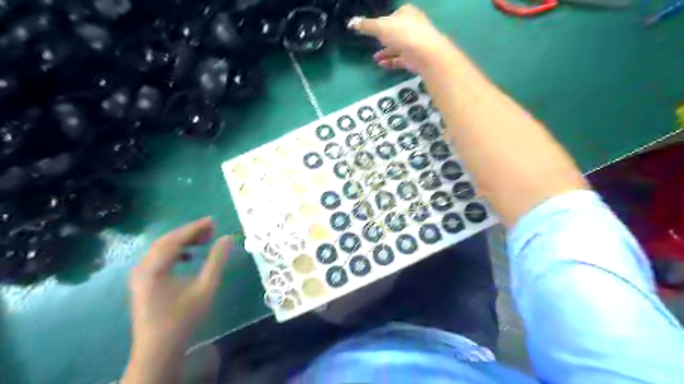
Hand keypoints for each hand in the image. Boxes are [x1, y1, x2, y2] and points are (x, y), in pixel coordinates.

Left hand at [124, 218, 234, 382]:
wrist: (159, 348)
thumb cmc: (184, 317)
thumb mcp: (206, 287)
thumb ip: (217, 260)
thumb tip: (227, 238)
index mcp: (154, 268)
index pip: (176, 239)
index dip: (195, 227)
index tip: (213, 221)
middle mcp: (142, 267)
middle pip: (166, 240)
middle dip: (190, 232)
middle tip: (212, 230)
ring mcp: (139, 275)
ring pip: (161, 248)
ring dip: (183, 241)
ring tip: (203, 240)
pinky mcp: (142, 281)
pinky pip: (158, 258)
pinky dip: (174, 252)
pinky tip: (187, 256)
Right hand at [353, 5, 452, 72]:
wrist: (425, 54)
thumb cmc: (403, 35)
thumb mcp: (380, 28)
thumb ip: (366, 26)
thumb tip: (351, 23)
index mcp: (406, 12)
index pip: (393, 15)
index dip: (383, 22)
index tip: (374, 30)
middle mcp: (413, 25)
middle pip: (396, 31)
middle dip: (384, 39)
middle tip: (374, 44)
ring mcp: (416, 42)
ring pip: (398, 47)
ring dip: (386, 52)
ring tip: (375, 58)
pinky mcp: (416, 58)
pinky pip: (401, 59)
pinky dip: (391, 62)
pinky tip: (381, 65)